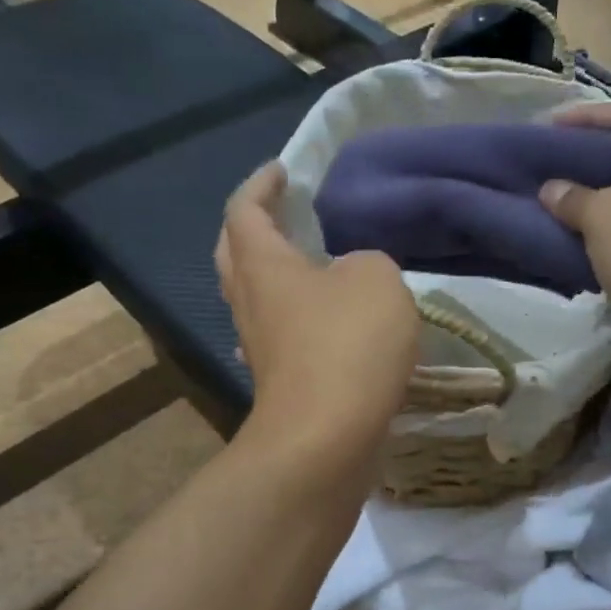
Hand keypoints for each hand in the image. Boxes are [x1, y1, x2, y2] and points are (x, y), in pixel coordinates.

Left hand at [216, 162, 419, 462]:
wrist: (327, 439)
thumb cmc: (346, 343)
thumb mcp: (376, 278)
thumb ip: (366, 262)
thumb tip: (352, 277)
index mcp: (263, 266)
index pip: (245, 211)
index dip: (262, 185)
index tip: (282, 170)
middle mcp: (250, 302)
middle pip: (234, 254)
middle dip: (253, 227)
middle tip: (283, 213)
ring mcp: (260, 347)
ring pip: (254, 297)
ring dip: (273, 275)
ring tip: (308, 265)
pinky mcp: (279, 382)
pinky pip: (276, 335)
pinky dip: (291, 318)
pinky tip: (313, 325)